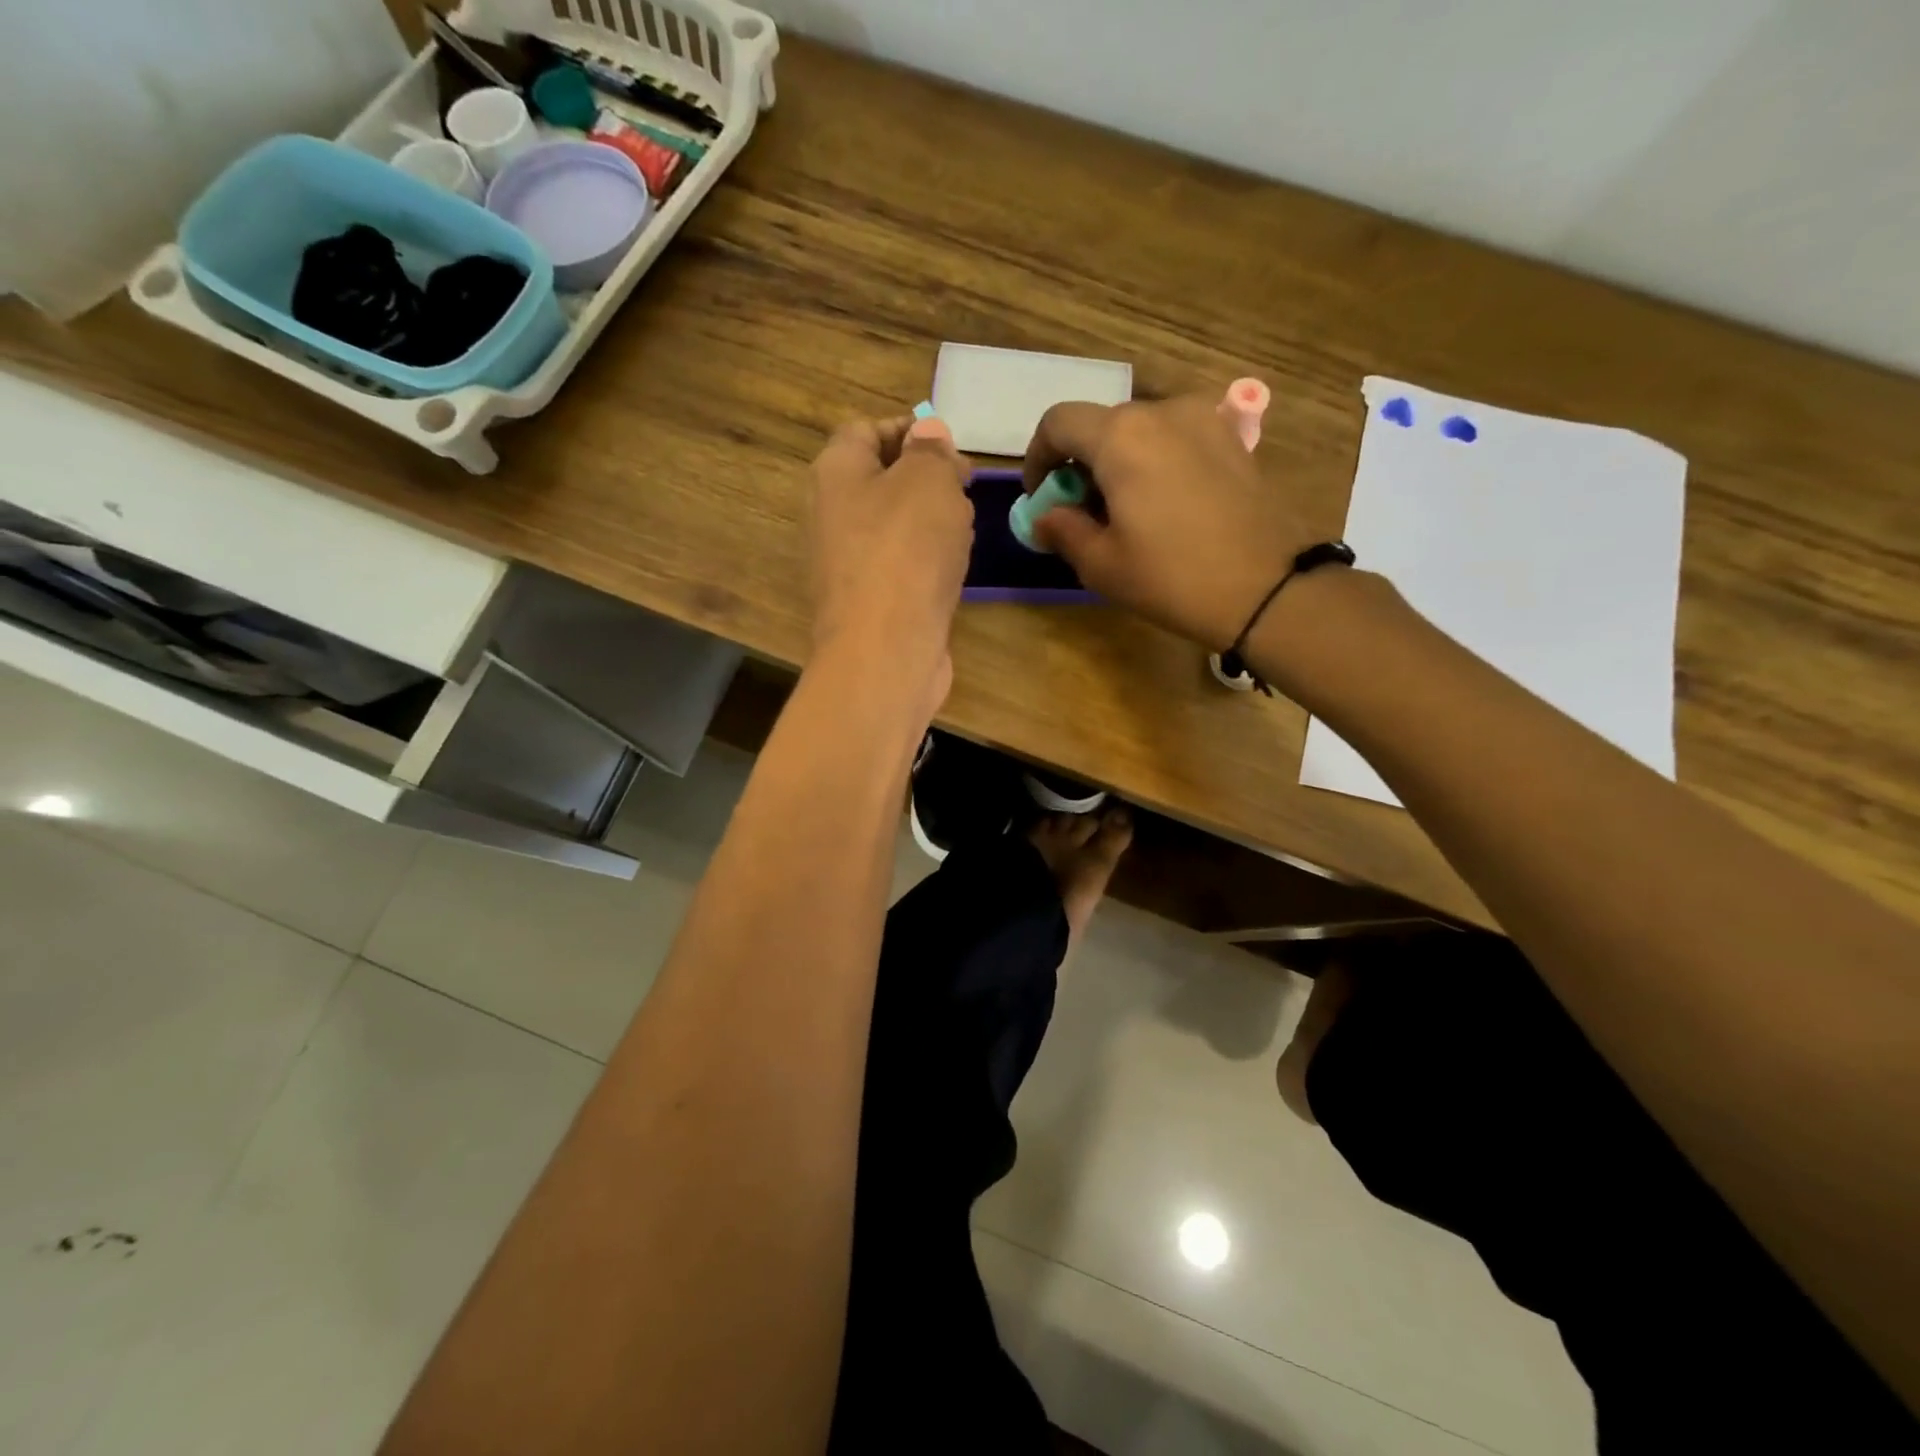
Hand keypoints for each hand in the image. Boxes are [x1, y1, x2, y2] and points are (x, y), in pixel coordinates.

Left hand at [809, 412, 973, 698]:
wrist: (885, 651)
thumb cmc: (906, 551)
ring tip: (963, 530)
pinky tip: (951, 572)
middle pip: (880, 480)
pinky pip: (899, 567)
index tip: (950, 447)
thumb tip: (926, 433)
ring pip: (893, 527)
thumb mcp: (928, 481)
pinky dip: (925, 563)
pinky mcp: (866, 603)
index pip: (865, 430)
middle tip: (964, 488)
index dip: (909, 430)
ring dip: (930, 523)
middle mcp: (830, 515)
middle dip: (925, 479)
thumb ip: (931, 450)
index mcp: (835, 473)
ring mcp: (846, 564)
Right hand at [1022, 393, 1320, 650]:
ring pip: (1142, 430)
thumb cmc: (1172, 577)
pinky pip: (1178, 439)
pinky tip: (1166, 505)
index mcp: (1120, 436)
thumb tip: (1046, 516)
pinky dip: (1157, 461)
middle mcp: (1162, 411)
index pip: (1058, 422)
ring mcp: (1205, 420)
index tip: (1041, 497)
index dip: (1038, 457)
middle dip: (1081, 463)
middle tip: (1082, 512)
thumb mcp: (1102, 564)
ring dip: (1120, 461)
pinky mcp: (1233, 440)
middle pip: (1102, 424)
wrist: (1267, 588)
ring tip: (1125, 510)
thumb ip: (1063, 530)